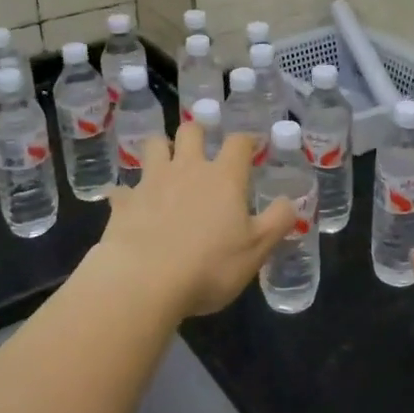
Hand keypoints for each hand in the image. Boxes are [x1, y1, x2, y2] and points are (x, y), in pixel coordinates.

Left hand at [93, 120, 296, 320]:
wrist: (143, 281)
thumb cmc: (209, 266)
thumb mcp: (256, 250)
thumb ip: (277, 222)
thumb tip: (290, 201)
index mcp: (224, 177)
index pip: (239, 142)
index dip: (247, 140)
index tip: (252, 146)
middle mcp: (188, 168)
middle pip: (191, 131)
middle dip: (198, 133)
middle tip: (203, 148)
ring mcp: (152, 182)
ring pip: (154, 146)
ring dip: (161, 149)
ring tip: (166, 164)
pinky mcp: (124, 202)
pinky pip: (123, 189)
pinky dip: (129, 195)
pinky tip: (131, 206)